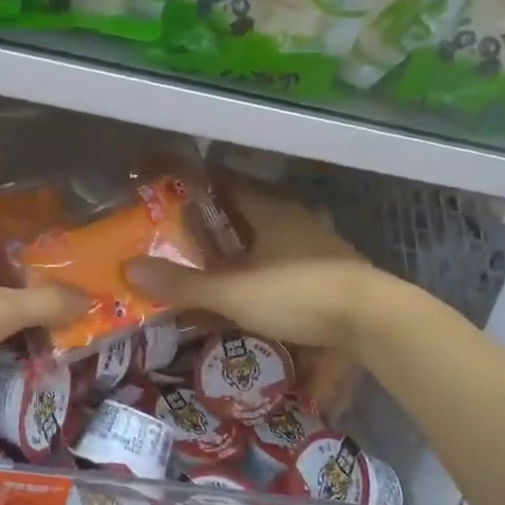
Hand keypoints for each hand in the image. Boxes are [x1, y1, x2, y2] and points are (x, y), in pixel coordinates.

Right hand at [126, 187, 381, 350]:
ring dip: (248, 245)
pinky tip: (260, 288)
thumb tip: (130, 269)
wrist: (374, 321)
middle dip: (220, 219)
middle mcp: (295, 218)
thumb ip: (184, 284)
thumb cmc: (298, 294)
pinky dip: (270, 268)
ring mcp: (319, 244)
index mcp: (270, 210)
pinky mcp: (334, 271)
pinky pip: (291, 260)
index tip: (172, 190)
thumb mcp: (233, 293)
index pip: (227, 183)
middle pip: (250, 209)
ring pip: (273, 235)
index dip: (199, 184)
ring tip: (219, 262)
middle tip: (187, 233)